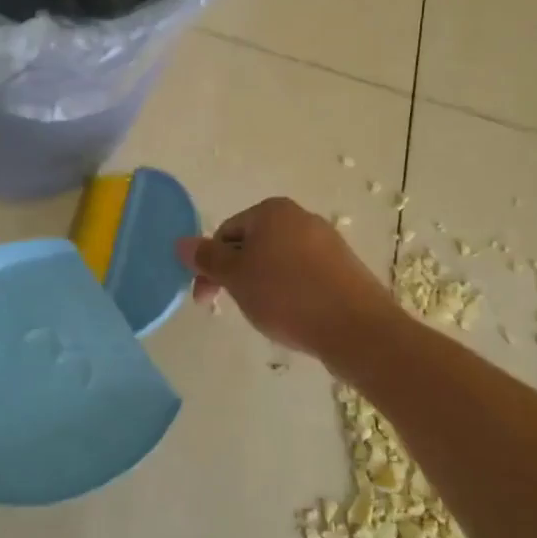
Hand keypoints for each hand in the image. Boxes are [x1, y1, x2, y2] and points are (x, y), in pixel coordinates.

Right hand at [177, 197, 399, 360]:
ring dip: (262, 285)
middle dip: (237, 275)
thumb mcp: (236, 277)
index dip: (211, 265)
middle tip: (234, 308)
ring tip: (267, 315)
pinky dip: (290, 292)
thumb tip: (181, 242)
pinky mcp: (343, 267)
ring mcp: (326, 242)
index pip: (226, 232)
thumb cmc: (286, 295)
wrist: (355, 327)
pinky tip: (293, 315)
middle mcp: (301, 217)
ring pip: (278, 261)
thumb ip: (207, 258)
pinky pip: (303, 275)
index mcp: (272, 210)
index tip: (206, 299)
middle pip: (252, 245)